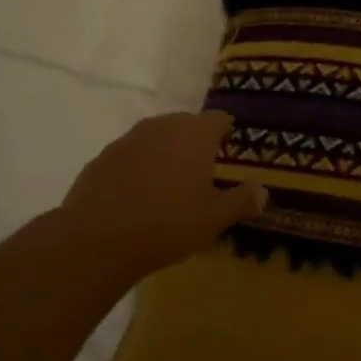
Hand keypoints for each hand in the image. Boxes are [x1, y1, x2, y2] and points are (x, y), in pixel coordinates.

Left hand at [61, 111, 266, 280]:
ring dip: (164, 153)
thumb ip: (241, 201)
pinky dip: (137, 168)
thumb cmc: (168, 224)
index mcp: (195, 134)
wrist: (96, 241)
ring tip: (168, 184)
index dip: (226, 133)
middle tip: (201, 171)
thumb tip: (263, 191)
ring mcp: (127, 140)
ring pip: (155, 138)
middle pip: (185, 124)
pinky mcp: (100, 159)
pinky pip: (128, 156)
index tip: (228, 152)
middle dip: (195, 142)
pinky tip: (136, 196)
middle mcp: (162, 127)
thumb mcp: (214, 218)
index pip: (219, 119)